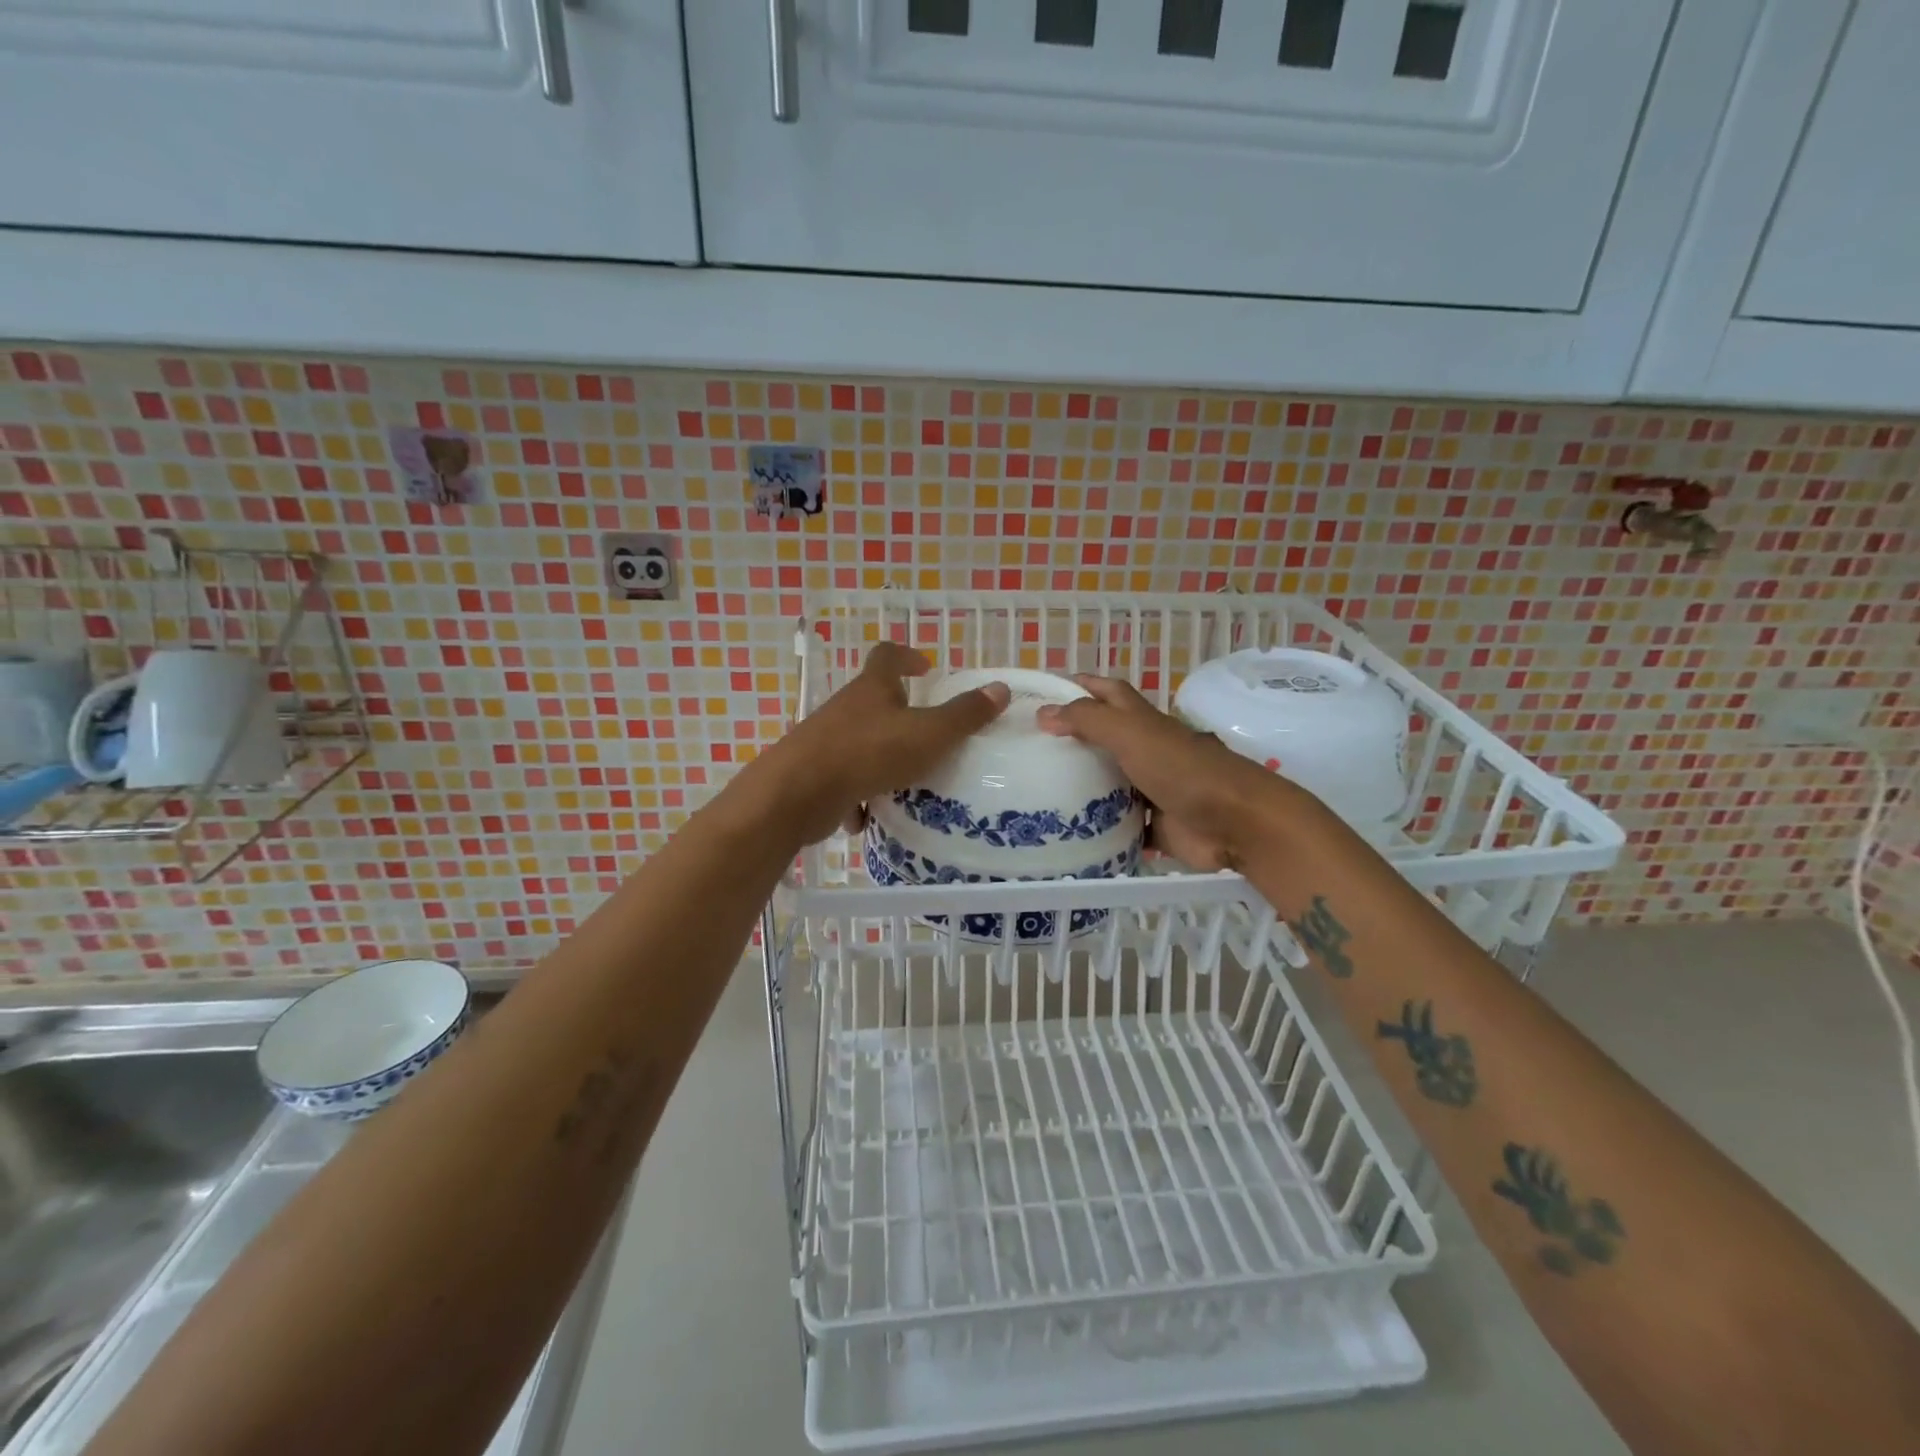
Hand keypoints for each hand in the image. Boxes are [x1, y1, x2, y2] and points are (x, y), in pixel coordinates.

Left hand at [750, 642, 1008, 845]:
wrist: (799, 793)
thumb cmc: (869, 753)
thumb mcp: (929, 734)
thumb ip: (965, 715)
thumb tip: (1000, 689)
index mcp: (872, 689)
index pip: (887, 656)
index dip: (907, 657)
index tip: (925, 668)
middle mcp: (846, 709)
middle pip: (873, 701)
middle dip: (899, 714)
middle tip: (927, 732)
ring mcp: (826, 741)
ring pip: (860, 743)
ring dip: (881, 758)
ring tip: (908, 780)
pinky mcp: (816, 775)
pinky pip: (844, 781)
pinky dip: (858, 795)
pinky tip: (871, 815)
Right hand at [1036, 676, 1317, 870]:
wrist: (1234, 822)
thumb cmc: (1182, 769)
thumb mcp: (1130, 733)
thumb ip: (1087, 720)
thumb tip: (1043, 713)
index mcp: (1141, 722)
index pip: (1107, 693)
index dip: (1079, 686)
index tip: (1042, 693)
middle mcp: (1145, 751)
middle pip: (1103, 741)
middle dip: (1070, 742)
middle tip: (1027, 751)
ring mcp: (1150, 789)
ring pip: (1108, 785)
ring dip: (1080, 788)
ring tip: (1035, 794)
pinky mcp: (1154, 826)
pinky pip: (1119, 826)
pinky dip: (1098, 829)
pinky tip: (1066, 833)